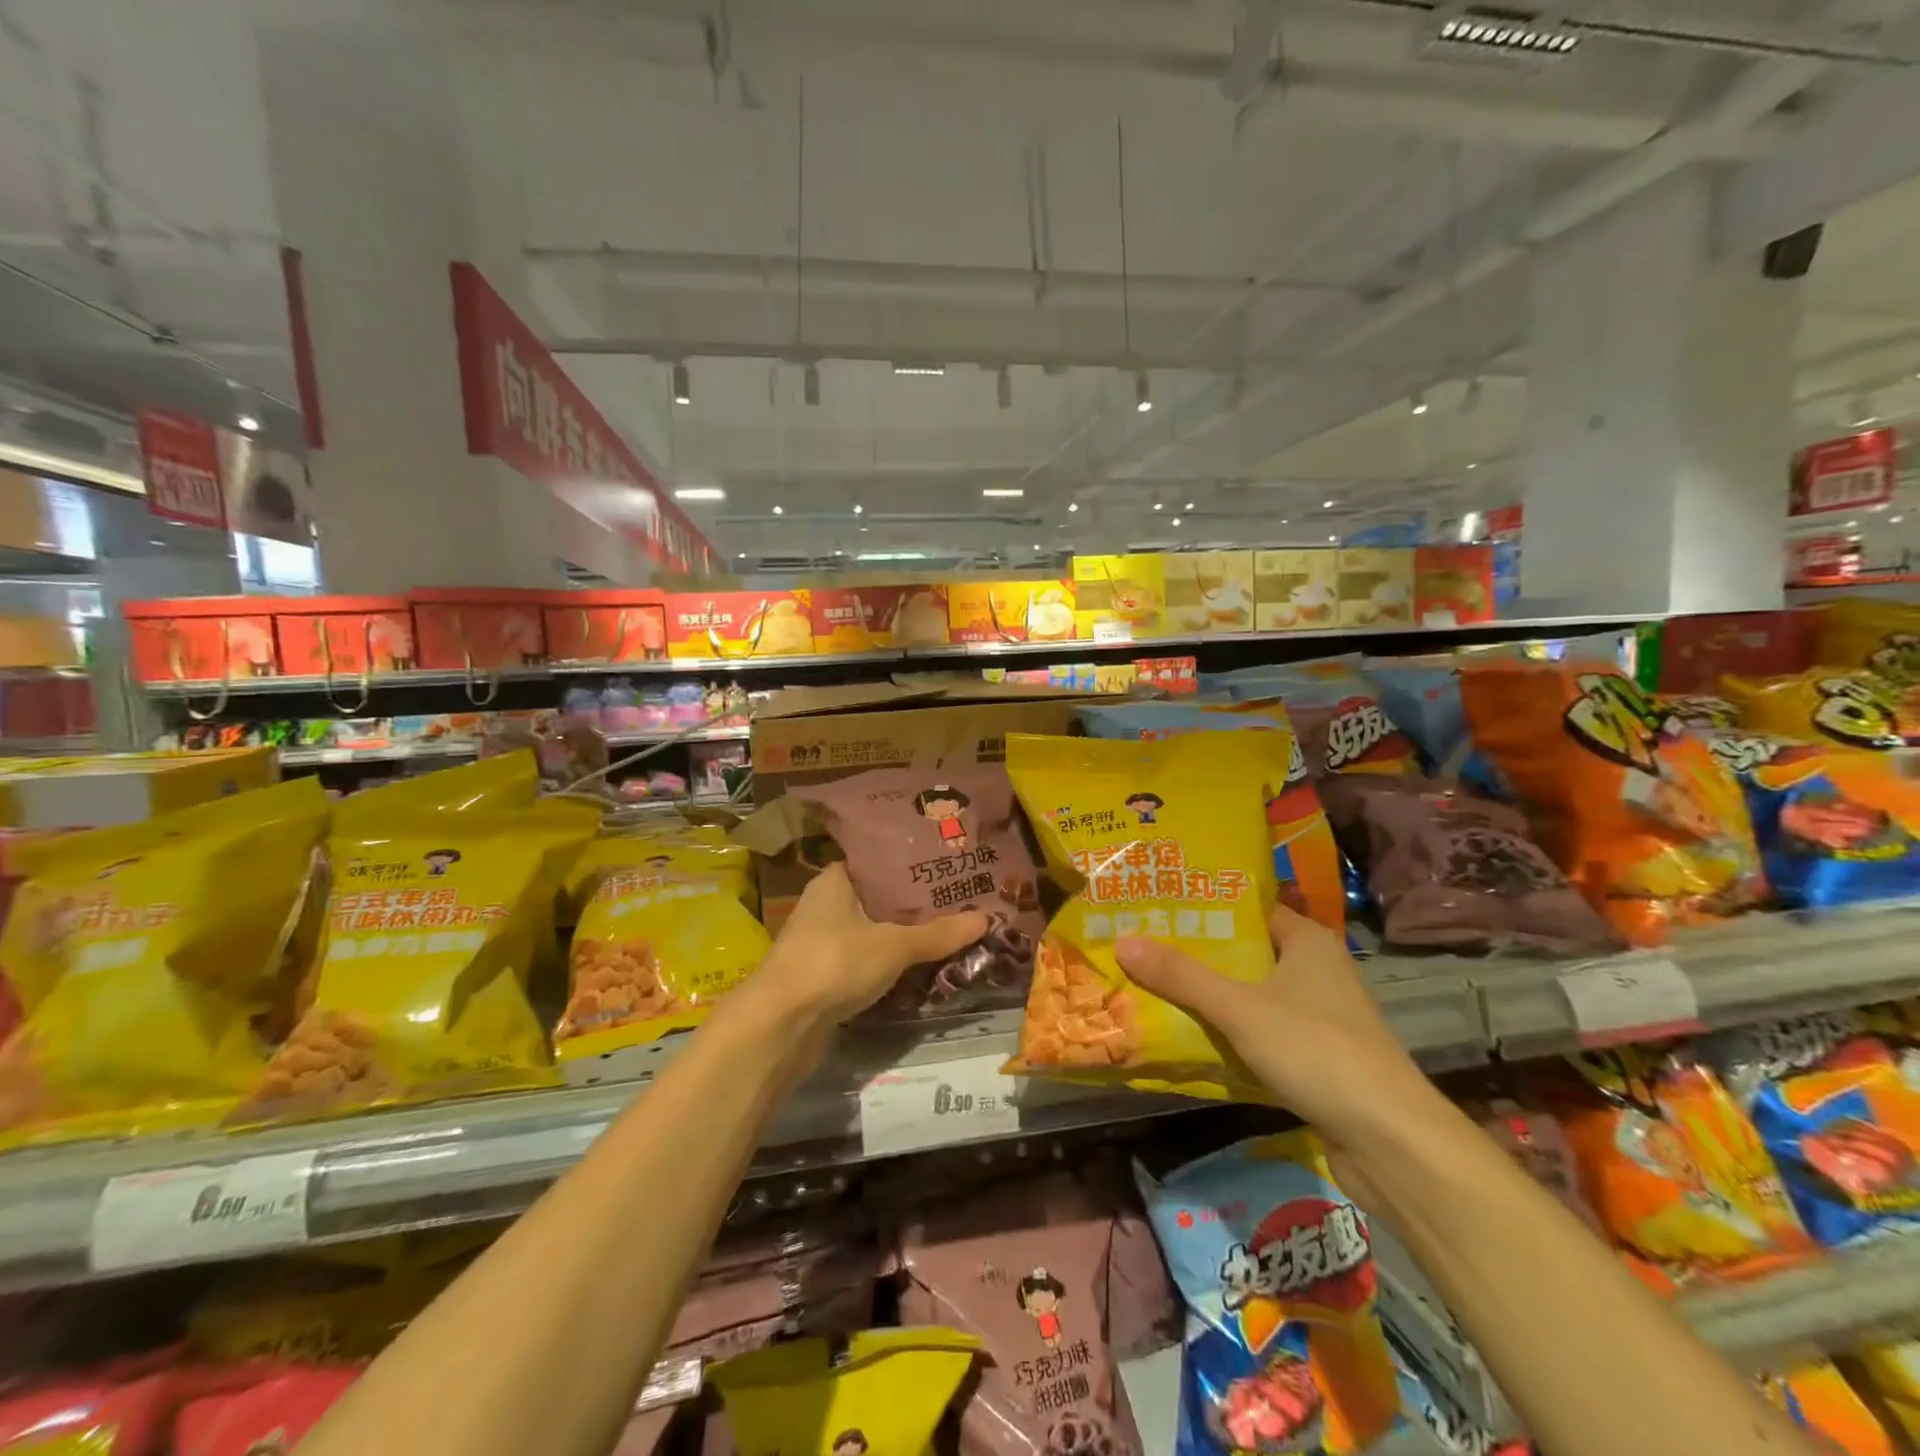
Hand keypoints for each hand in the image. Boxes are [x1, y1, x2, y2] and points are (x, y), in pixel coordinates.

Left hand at [751, 864, 988, 1027]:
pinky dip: (887, 961)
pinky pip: (864, 959)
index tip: (944, 865)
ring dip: (901, 934)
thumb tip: (986, 918)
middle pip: (877, 897)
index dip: (909, 863)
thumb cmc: (834, 963)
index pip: (876, 860)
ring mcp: (821, 941)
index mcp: (834, 880)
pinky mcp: (823, 974)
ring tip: (947, 929)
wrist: (780, 1025)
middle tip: (957, 899)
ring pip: (871, 930)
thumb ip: (938, 933)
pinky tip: (918, 965)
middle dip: (913, 903)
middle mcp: (824, 904)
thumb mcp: (894, 945)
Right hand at [1115, 903, 1438, 1145]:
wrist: (1391, 1144)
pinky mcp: (1313, 1057)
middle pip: (1243, 952)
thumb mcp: (1240, 1008)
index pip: (1247, 908)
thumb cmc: (1317, 1051)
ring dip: (1207, 995)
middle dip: (1194, 953)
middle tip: (1139, 944)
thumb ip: (1181, 976)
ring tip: (1150, 984)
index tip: (1154, 905)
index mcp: (1307, 941)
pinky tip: (1186, 1035)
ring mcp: (1316, 1016)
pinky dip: (1226, 1032)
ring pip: (1249, 994)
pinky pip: (1258, 1031)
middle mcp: (1314, 970)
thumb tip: (1122, 940)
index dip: (1203, 906)